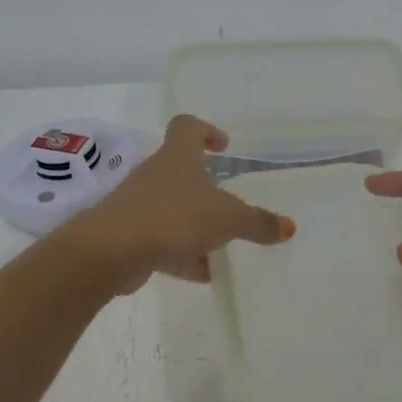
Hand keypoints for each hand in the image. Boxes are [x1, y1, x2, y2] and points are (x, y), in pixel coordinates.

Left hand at [65, 115, 294, 290]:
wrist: (113, 250)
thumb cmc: (175, 217)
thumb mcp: (227, 219)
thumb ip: (258, 222)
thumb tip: (288, 227)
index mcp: (177, 158)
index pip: (187, 127)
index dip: (205, 131)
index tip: (222, 146)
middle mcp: (155, 175)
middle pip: (181, 172)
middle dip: (206, 189)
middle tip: (230, 206)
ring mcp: (139, 205)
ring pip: (173, 210)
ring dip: (195, 226)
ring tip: (222, 248)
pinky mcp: (129, 236)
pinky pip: (162, 241)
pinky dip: (182, 254)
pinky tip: (203, 275)